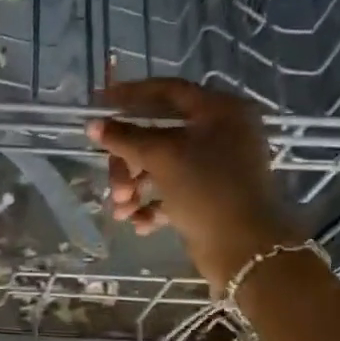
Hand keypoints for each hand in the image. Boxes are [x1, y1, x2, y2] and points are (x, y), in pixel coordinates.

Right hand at [88, 78, 299, 290]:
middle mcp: (221, 133)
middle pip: (158, 135)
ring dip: (135, 187)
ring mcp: (216, 167)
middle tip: (115, 185)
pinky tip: (140, 224)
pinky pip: (172, 192)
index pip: (168, 91)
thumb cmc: (207, 190)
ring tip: (122, 211)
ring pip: (161, 166)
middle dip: (129, 161)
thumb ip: (125, 138)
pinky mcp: (210, 196)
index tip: (99, 103)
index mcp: (220, 111)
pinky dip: (153, 204)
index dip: (131, 95)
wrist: (246, 249)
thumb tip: (93, 124)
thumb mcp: (162, 157)